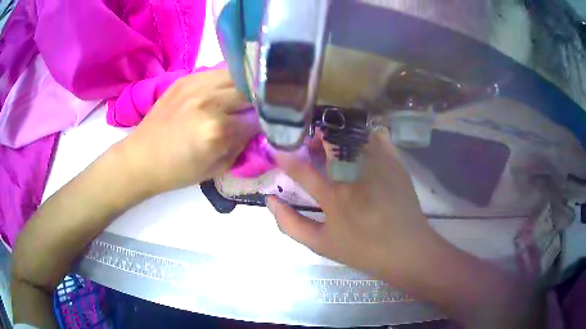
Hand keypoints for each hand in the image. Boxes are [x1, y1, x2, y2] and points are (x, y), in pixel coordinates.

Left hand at [119, 69, 259, 195]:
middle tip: (256, 111)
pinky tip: (224, 91)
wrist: (141, 157)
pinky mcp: (186, 78)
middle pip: (251, 91)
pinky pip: (218, 72)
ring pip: (237, 75)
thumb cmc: (177, 171)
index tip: (267, 126)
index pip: (258, 119)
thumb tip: (256, 128)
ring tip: (242, 98)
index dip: (266, 123)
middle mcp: (209, 101)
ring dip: (245, 87)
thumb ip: (240, 146)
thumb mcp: (216, 169)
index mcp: (216, 130)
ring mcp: (196, 85)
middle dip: (259, 101)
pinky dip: (228, 80)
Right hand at [267, 129, 438, 279]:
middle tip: (309, 143)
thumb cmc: (362, 249)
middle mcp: (355, 173)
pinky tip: (359, 144)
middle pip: (329, 140)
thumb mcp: (321, 244)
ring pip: (352, 133)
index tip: (277, 147)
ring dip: (337, 133)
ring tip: (333, 142)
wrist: (406, 249)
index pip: (301, 168)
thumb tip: (270, 200)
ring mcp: (378, 164)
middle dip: (313, 135)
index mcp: (334, 195)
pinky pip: (377, 136)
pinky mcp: (395, 161)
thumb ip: (291, 223)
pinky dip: (363, 134)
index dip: (284, 156)